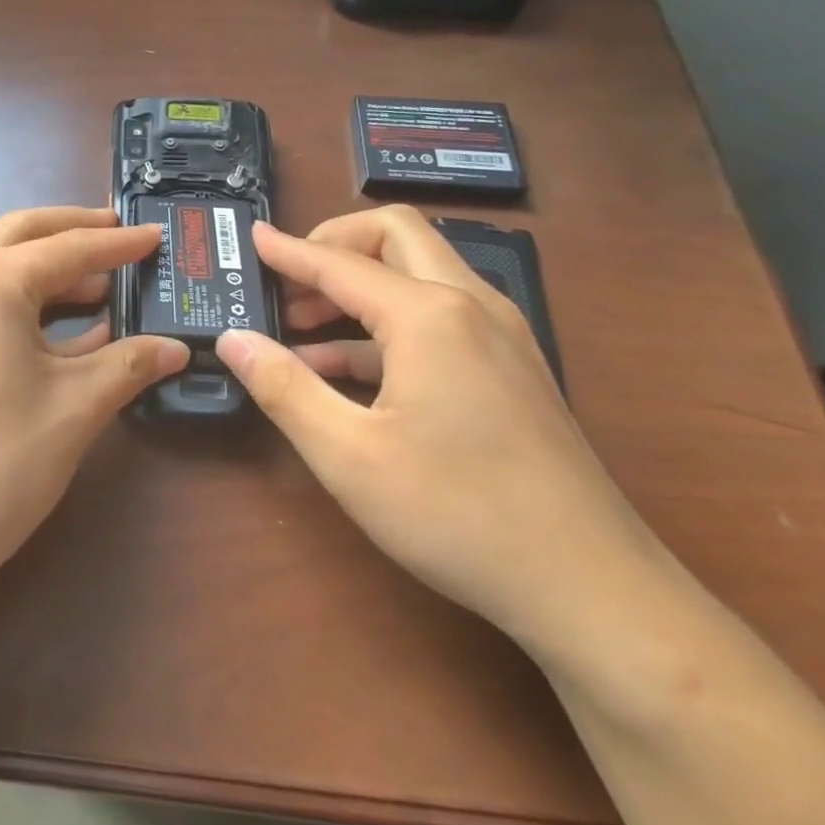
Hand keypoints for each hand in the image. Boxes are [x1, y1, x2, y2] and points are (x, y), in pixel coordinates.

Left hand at [0, 207, 187, 611]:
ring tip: (99, 283)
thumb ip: (127, 364)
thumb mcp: (73, 408)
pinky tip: (60, 327)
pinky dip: (19, 300)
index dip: (117, 245)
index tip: (154, 236)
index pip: (67, 249)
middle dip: (73, 232)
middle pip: (21, 236)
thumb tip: (175, 349)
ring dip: (46, 268)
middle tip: (120, 233)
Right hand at [216, 206, 664, 647]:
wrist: (592, 588)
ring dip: (359, 285)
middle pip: (395, 236)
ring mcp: (499, 334)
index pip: (339, 263)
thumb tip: (232, 338)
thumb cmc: (459, 514)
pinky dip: (386, 323)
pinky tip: (346, 371)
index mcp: (428, 315)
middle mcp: (469, 305)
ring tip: (303, 327)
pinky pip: (438, 316)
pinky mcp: (511, 366)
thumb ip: (283, 387)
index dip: (288, 250)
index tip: (251, 236)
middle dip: (335, 244)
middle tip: (288, 279)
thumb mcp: (348, 454)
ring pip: (420, 273)